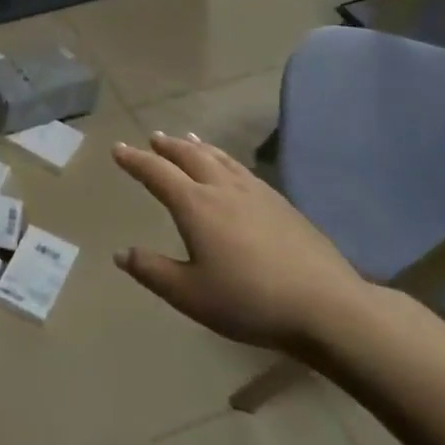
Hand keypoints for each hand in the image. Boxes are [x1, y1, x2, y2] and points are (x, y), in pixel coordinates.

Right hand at [113, 131, 368, 353]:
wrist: (326, 307)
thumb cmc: (250, 301)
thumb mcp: (190, 295)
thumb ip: (152, 271)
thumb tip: (120, 252)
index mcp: (195, 206)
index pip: (157, 173)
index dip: (135, 160)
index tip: (118, 149)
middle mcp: (222, 189)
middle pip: (189, 156)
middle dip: (167, 146)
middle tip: (153, 137)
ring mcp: (256, 193)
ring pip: (219, 158)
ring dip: (197, 147)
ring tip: (187, 138)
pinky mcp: (282, 204)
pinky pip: (242, 169)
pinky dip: (225, 159)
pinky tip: (231, 169)